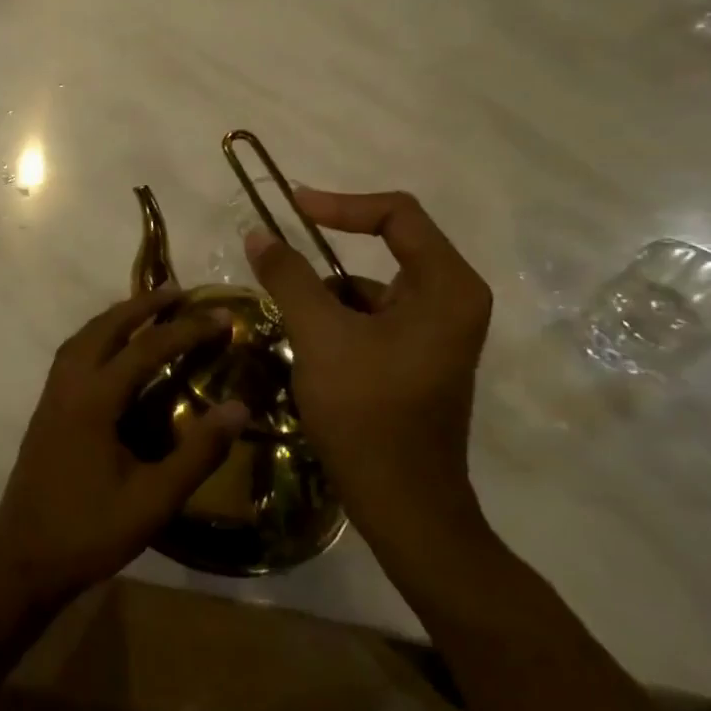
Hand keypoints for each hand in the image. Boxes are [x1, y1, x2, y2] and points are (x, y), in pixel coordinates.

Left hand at [0, 289, 248, 610]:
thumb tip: (240, 408)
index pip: (146, 348)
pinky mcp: (46, 408)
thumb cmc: (89, 532)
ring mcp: (52, 394)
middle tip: (179, 292)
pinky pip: (74, 352)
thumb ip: (197, 453)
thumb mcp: (153, 500)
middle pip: (106, 326)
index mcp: (93, 399)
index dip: (186, 329)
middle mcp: (68, 384)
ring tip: (148, 310)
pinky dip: (98, 335)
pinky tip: (113, 350)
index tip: (221, 316)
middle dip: (143, 304)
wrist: (21, 560)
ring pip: (84, 336)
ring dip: (116, 316)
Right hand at [245, 189, 492, 560]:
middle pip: (387, 247)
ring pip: (371, 286)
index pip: (397, 214)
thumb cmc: (368, 413)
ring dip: (326, 294)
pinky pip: (371, 316)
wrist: (404, 507)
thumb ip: (289, 276)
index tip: (290, 208)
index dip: (340, 203)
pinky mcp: (417, 356)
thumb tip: (258, 231)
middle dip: (328, 252)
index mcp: (446, 286)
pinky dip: (336, 320)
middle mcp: (452, 299)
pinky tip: (307, 348)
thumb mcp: (320, 335)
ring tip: (290, 321)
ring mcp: (437, 331)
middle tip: (279, 254)